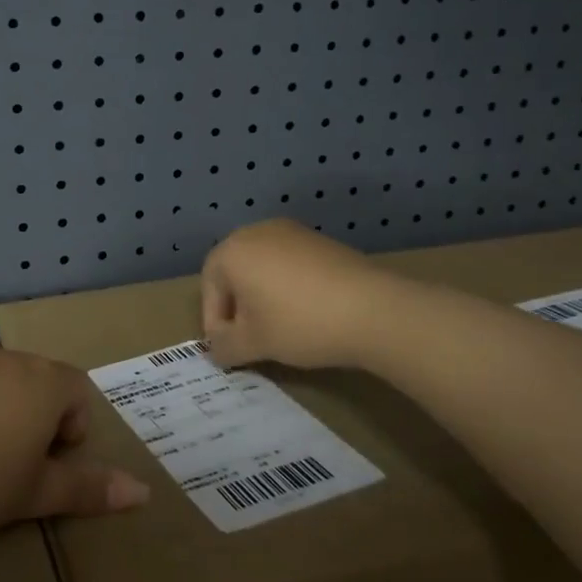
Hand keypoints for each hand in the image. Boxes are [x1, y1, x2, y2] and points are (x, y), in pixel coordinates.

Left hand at [0, 342, 149, 541]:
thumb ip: (89, 488)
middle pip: (34, 381)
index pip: (77, 391)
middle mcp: (3, 358)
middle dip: (33, 419)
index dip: (71, 430)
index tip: (47, 465)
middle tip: (10, 467)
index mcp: (42, 381)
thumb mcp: (35, 492)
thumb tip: (143, 492)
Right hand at [202, 219, 386, 370]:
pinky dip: (287, 287)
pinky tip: (305, 313)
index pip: (208, 287)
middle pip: (234, 273)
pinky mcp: (320, 240)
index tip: (228, 348)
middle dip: (237, 307)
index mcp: (232, 251)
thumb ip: (224, 347)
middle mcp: (256, 232)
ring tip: (278, 328)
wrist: (373, 309)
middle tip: (250, 338)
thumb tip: (216, 349)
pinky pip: (289, 264)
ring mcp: (291, 232)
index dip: (214, 321)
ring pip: (262, 267)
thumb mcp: (253, 344)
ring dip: (262, 296)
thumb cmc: (299, 323)